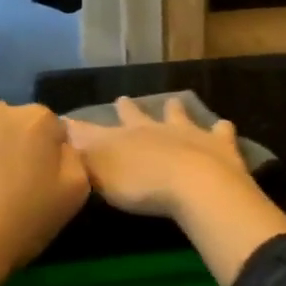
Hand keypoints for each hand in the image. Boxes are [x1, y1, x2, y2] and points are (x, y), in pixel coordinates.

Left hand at [0, 100, 89, 284]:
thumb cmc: (24, 219)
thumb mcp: (76, 191)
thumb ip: (75, 157)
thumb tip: (61, 148)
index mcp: (38, 118)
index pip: (55, 129)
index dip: (53, 157)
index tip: (47, 182)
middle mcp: (1, 110)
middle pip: (21, 126)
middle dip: (24, 148)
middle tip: (20, 186)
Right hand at [64, 97, 248, 219]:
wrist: (196, 185)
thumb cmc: (142, 185)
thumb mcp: (99, 174)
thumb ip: (81, 155)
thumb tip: (61, 134)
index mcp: (124, 137)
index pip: (94, 130)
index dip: (79, 127)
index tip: (67, 119)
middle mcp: (154, 129)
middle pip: (137, 116)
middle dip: (128, 109)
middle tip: (123, 99)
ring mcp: (190, 133)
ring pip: (179, 116)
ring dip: (175, 111)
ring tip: (174, 103)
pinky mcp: (219, 145)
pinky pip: (221, 132)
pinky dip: (221, 130)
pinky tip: (224, 127)